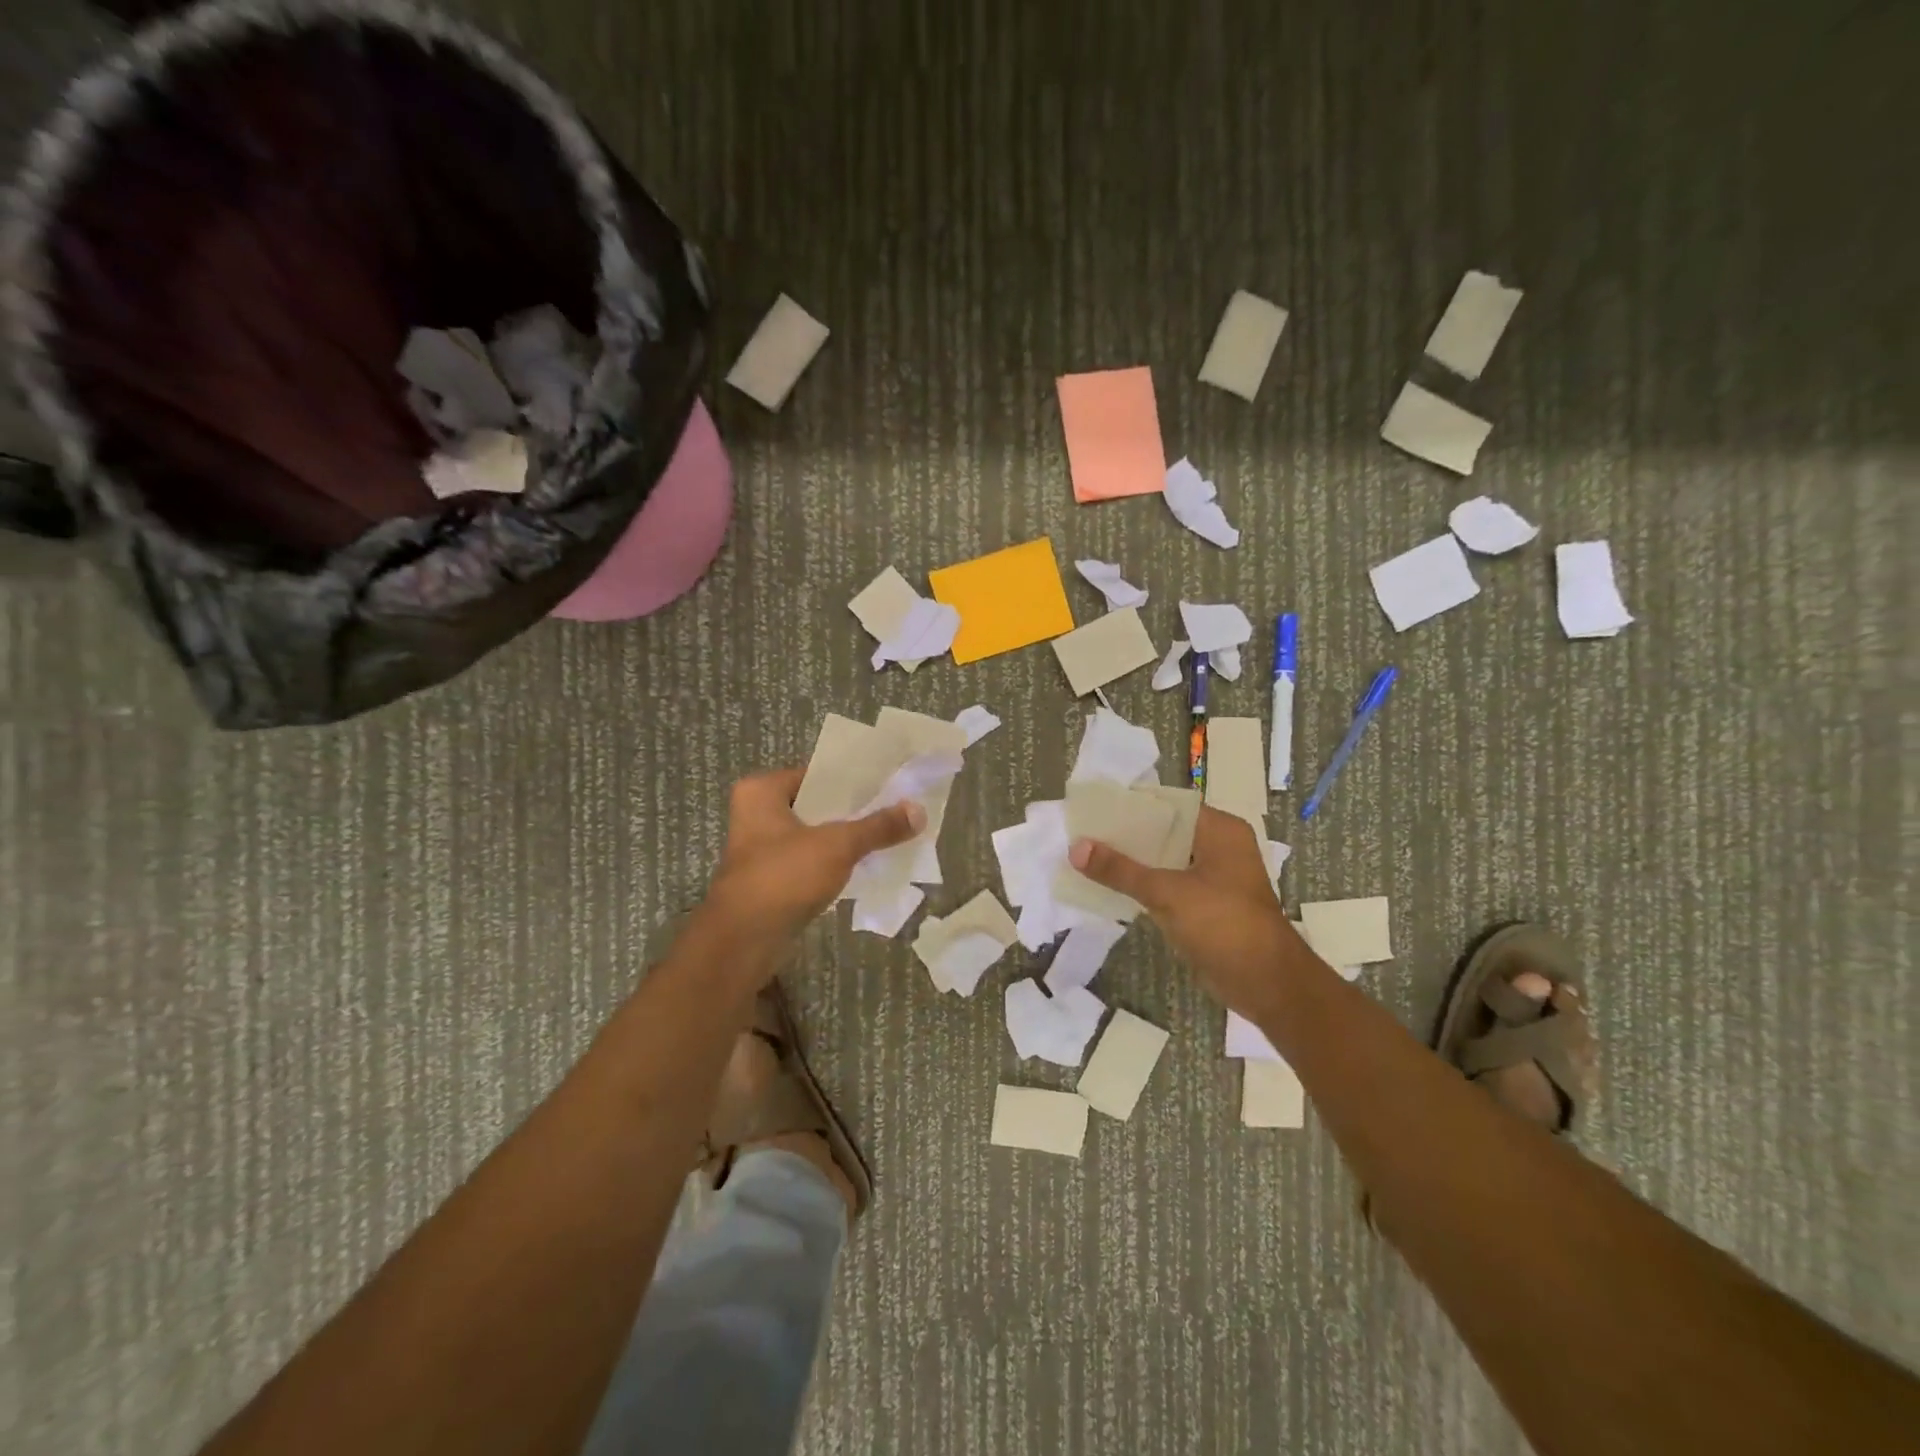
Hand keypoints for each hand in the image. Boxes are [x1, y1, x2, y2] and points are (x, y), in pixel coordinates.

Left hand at [701, 766, 924, 959]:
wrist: (744, 941)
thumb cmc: (784, 876)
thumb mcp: (838, 845)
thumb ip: (878, 827)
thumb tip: (919, 811)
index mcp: (761, 792)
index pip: (817, 775)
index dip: (853, 781)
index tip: (889, 784)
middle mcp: (756, 815)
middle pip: (817, 806)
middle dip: (853, 812)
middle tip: (895, 809)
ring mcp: (761, 851)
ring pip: (814, 836)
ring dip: (845, 840)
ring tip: (888, 836)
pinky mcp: (771, 881)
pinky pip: (811, 863)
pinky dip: (834, 865)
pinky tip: (865, 866)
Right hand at [1068, 806, 1320, 1019]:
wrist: (1267, 984)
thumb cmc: (1224, 925)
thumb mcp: (1167, 893)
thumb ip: (1120, 870)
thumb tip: (1075, 847)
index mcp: (1219, 830)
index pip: (1167, 806)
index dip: (1129, 806)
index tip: (1091, 809)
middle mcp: (1218, 846)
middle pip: (1163, 832)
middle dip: (1124, 836)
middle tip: (1081, 834)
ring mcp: (1213, 877)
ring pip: (1163, 860)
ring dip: (1131, 862)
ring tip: (1086, 856)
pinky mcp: (1206, 904)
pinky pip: (1167, 885)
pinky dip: (1142, 885)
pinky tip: (1108, 886)